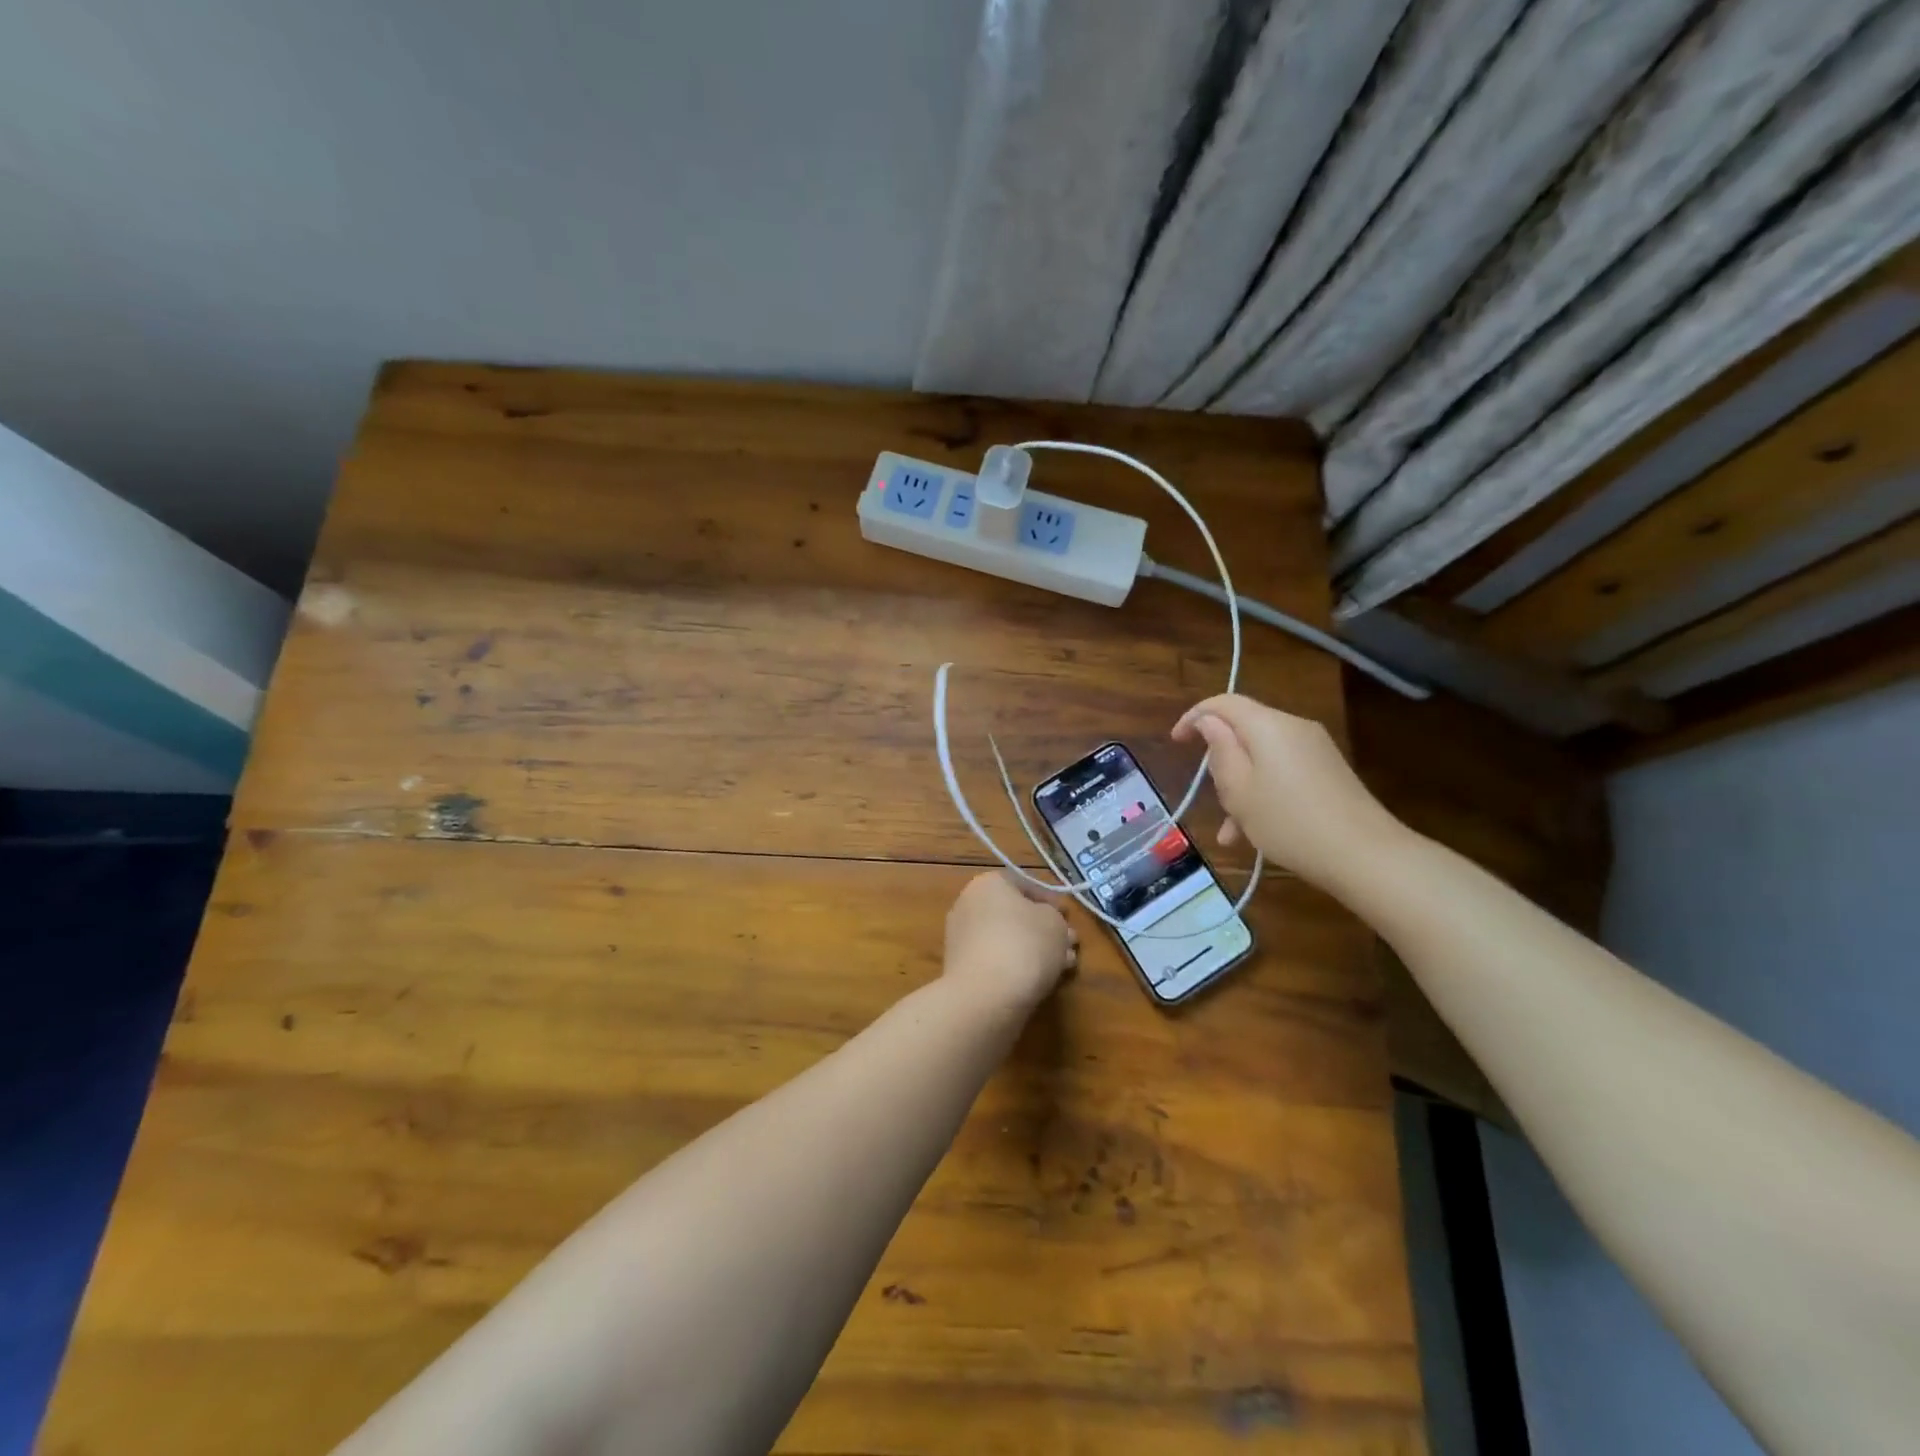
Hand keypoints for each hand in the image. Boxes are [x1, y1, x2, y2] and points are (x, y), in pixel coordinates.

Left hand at [942, 871, 1076, 1013]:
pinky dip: (1017, 967)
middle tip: (1069, 944)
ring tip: (1063, 967)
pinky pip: (996, 961)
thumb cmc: (1024, 945)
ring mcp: (962, 938)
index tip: (1068, 918)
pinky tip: (1043, 981)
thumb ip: (1056, 918)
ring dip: (1036, 950)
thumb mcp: (1055, 923)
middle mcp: (969, 905)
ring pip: (1008, 939)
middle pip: (1015, 914)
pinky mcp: (961, 969)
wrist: (985, 996)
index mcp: (988, 883)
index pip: (1024, 884)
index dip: (1051, 901)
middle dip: (1045, 929)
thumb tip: (1049, 923)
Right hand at [1173, 694, 1408, 890]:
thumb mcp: (1239, 790)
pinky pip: (1282, 774)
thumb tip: (1209, 722)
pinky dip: (1263, 795)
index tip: (1175, 742)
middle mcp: (1294, 729)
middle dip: (1221, 761)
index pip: (1224, 703)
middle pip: (1244, 732)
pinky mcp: (1328, 773)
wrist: (1365, 855)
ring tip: (1230, 832)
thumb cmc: (1289, 822)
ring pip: (1262, 759)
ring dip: (1241, 788)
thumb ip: (1220, 751)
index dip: (1194, 717)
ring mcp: (1315, 751)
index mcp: (1269, 726)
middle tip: (1210, 798)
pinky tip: (1253, 836)